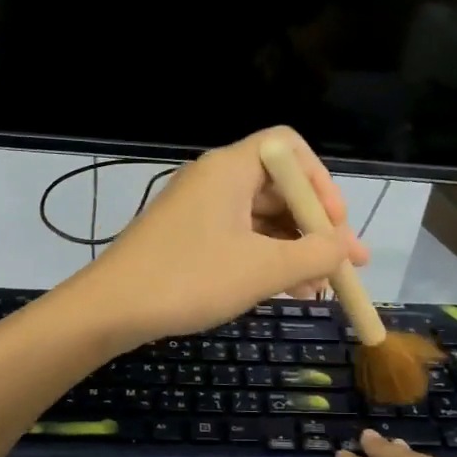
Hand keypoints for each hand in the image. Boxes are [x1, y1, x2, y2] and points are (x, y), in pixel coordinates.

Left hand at [68, 126, 369, 346]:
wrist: (112, 308)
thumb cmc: (190, 279)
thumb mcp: (262, 269)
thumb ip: (314, 254)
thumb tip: (344, 247)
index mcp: (230, 169)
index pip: (289, 148)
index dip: (321, 182)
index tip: (335, 224)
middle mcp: (215, 180)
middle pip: (279, 187)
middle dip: (315, 227)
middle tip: (344, 266)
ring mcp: (199, 210)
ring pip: (261, 219)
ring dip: (294, 250)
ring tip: (320, 289)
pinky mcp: (188, 238)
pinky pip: (240, 238)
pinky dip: (266, 260)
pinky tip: (287, 291)